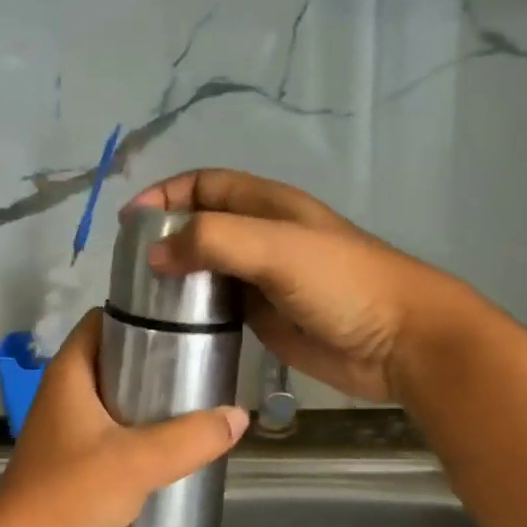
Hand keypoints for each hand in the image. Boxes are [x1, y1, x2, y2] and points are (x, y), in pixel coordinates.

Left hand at [0, 310, 248, 526]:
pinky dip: (136, 437)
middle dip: (151, 361)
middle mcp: (62, 396)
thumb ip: (191, 438)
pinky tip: (169, 450)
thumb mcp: (138, 461)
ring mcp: (63, 432)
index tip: (181, 319)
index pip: (100, 321)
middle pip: (110, 360)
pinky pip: (109, 437)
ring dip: (146, 403)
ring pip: (111, 402)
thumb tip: (239, 416)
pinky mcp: (69, 466)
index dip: (136, 314)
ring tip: (194, 404)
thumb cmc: (71, 495)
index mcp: (68, 375)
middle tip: (199, 364)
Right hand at [129, 169, 488, 403]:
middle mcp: (261, 237)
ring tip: (138, 299)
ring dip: (175, 276)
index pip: (205, 185)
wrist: (400, 342)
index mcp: (266, 206)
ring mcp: (262, 280)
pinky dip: (193, 311)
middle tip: (126, 267)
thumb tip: (153, 253)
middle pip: (200, 226)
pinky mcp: (265, 319)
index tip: (128, 223)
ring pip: (206, 268)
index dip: (166, 195)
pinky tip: (170, 327)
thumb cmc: (342, 282)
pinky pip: (219, 307)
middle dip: (163, 237)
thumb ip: (213, 241)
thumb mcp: (275, 247)